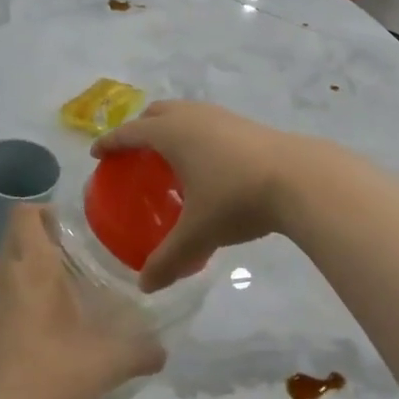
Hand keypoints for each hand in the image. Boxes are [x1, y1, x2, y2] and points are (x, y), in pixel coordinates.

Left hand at [0, 204, 164, 398]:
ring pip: (8, 265)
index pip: (25, 214)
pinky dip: (22, 292)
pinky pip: (4, 292)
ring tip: (67, 284)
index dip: (45, 210)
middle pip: (16, 236)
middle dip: (42, 236)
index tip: (74, 226)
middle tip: (78, 252)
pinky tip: (50, 318)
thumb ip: (142, 350)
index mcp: (32, 268)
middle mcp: (6, 276)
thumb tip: (165, 350)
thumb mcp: (110, 361)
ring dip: (31, 265)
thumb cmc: (55, 374)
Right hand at [91, 101, 305, 290]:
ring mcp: (223, 116)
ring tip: (170, 157)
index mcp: (171, 133)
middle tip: (133, 153)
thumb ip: (169, 259)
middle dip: (140, 128)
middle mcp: (193, 116)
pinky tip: (208, 162)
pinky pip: (208, 122)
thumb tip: (145, 285)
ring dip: (171, 127)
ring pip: (186, 113)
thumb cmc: (237, 198)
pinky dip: (196, 134)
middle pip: (157, 112)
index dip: (111, 142)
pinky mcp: (247, 124)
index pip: (130, 132)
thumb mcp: (198, 233)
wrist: (300, 178)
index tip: (97, 153)